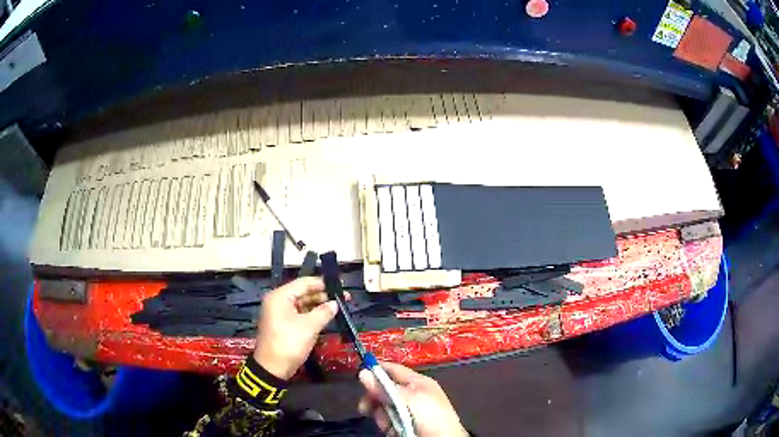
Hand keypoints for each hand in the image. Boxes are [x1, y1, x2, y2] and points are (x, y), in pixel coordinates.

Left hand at [253, 277, 337, 379]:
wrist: (273, 368)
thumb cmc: (289, 343)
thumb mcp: (309, 327)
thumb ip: (323, 312)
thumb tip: (335, 303)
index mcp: (280, 296)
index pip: (304, 283)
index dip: (322, 284)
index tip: (340, 286)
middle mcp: (278, 301)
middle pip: (303, 293)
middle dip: (323, 295)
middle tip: (344, 299)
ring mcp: (280, 313)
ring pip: (303, 304)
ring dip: (319, 306)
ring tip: (339, 307)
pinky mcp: (284, 324)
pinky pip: (300, 314)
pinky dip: (312, 315)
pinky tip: (326, 317)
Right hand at [358, 362, 467, 436]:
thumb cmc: (430, 415)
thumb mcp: (409, 398)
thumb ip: (385, 387)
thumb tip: (363, 372)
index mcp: (418, 383)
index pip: (393, 370)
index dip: (376, 369)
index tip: (359, 374)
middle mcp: (411, 395)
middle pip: (384, 390)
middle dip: (374, 398)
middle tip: (365, 406)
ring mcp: (406, 411)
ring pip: (382, 407)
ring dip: (380, 414)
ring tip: (388, 422)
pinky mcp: (401, 425)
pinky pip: (386, 420)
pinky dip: (385, 425)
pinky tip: (391, 429)